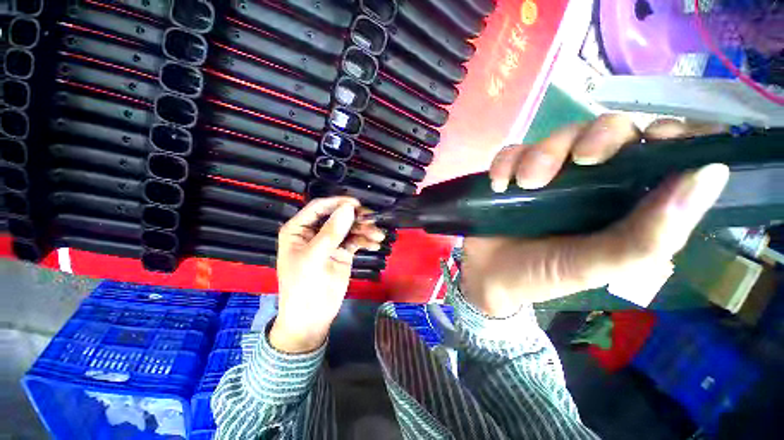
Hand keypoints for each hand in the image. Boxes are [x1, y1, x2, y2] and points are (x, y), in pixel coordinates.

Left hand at [271, 197, 384, 352]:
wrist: (312, 317)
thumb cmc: (304, 286)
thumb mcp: (314, 257)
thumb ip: (332, 232)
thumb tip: (349, 208)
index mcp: (299, 229)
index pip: (319, 207)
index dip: (338, 203)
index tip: (357, 204)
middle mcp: (315, 232)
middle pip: (338, 216)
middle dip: (356, 217)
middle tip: (372, 220)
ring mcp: (331, 242)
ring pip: (350, 227)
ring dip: (365, 229)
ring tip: (378, 236)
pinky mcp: (343, 252)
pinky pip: (356, 240)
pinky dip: (366, 240)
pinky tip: (375, 245)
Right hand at [462, 115, 729, 316]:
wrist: (490, 276)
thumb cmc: (545, 275)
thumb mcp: (600, 267)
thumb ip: (652, 236)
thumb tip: (710, 175)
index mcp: (625, 200)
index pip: (663, 151)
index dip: (669, 134)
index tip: (656, 136)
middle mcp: (591, 180)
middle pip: (606, 130)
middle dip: (593, 137)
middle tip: (576, 161)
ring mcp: (548, 174)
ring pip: (556, 137)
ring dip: (540, 154)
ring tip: (522, 183)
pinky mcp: (512, 174)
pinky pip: (512, 152)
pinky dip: (505, 161)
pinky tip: (499, 183)